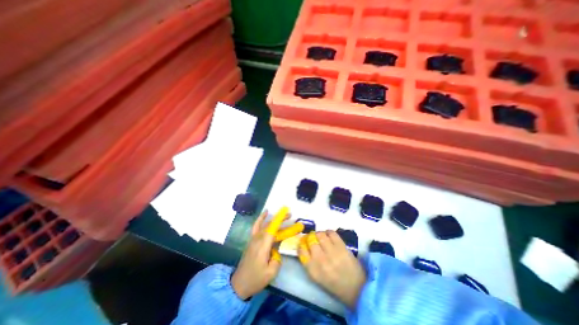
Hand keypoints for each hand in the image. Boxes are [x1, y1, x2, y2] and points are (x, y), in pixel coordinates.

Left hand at [230, 209, 285, 300]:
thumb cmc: (256, 279)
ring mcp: (253, 239)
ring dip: (274, 219)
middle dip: (280, 219)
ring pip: (264, 225)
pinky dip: (261, 218)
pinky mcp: (252, 240)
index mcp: (263, 247)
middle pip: (270, 225)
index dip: (279, 220)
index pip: (272, 229)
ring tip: (283, 215)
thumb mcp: (271, 273)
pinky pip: (256, 226)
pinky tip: (265, 213)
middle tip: (290, 215)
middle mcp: (257, 239)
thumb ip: (277, 259)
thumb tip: (276, 250)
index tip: (287, 214)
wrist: (239, 284)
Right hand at [298, 230, 364, 307]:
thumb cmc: (334, 283)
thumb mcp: (317, 276)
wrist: (357, 288)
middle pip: (310, 239)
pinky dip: (329, 232)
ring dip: (319, 234)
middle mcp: (320, 260)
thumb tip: (304, 244)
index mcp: (313, 270)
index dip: (302, 243)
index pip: (301, 250)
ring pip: (320, 234)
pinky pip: (331, 232)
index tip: (304, 242)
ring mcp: (332, 252)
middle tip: (314, 238)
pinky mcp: (342, 247)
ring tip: (322, 237)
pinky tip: (330, 236)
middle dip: (311, 237)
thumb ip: (309, 261)